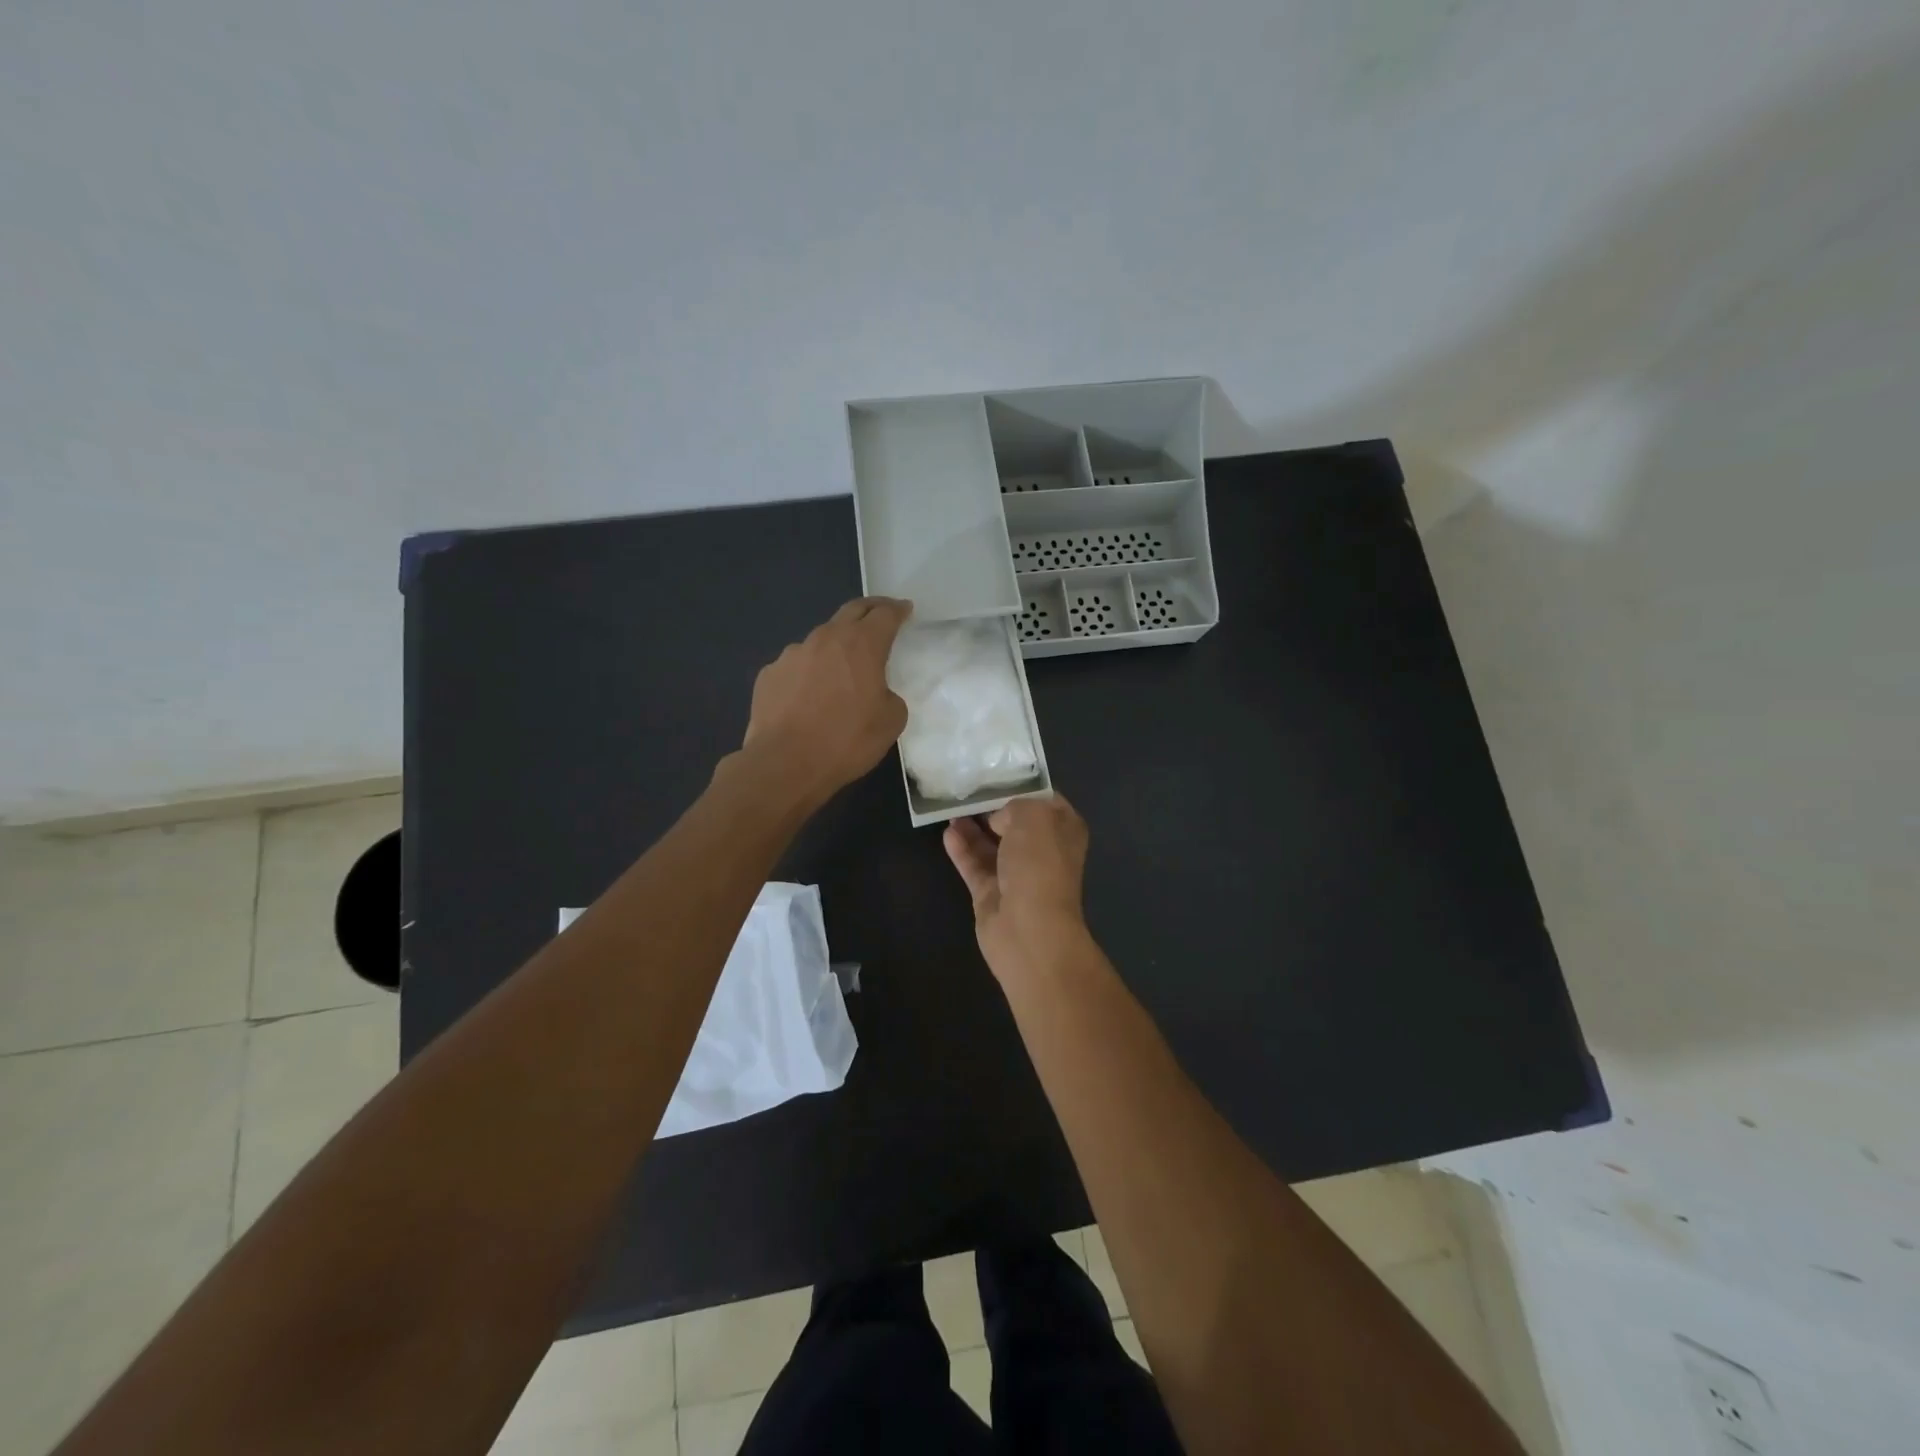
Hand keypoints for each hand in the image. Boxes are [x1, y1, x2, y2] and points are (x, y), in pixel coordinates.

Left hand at [742, 597, 911, 805]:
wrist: (785, 764)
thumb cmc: (846, 741)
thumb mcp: (891, 722)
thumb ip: (890, 696)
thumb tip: (876, 692)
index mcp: (861, 645)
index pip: (884, 614)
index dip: (898, 610)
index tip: (905, 610)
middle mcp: (825, 639)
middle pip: (851, 612)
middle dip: (870, 610)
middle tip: (880, 615)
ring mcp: (792, 654)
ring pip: (821, 640)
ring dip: (836, 646)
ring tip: (841, 667)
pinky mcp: (769, 674)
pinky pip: (796, 666)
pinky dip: (809, 672)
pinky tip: (809, 695)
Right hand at [943, 794, 1089, 979]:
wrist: (1029, 930)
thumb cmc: (1039, 866)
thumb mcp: (1033, 816)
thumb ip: (1014, 806)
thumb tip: (998, 819)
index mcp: (1064, 830)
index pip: (1045, 799)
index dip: (1023, 785)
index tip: (996, 772)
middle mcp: (1043, 850)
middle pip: (1015, 821)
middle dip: (994, 805)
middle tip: (967, 786)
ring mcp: (1017, 874)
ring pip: (992, 843)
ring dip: (973, 826)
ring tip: (951, 806)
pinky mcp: (992, 893)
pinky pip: (975, 864)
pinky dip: (962, 849)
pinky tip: (947, 832)